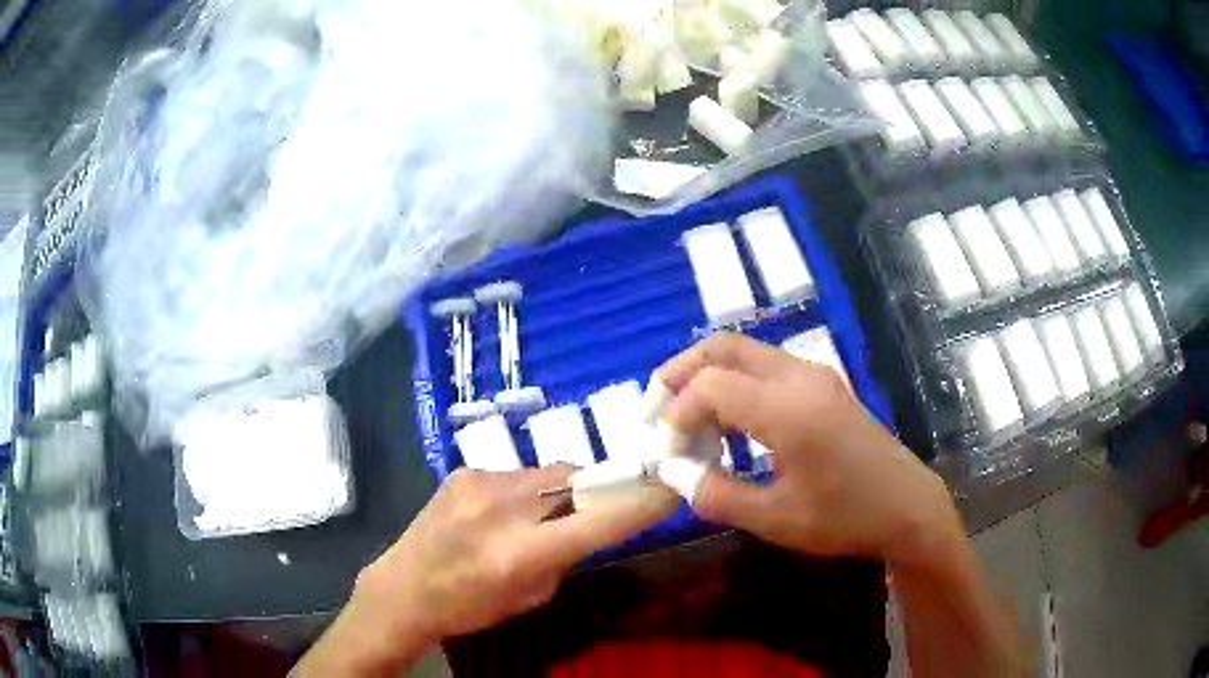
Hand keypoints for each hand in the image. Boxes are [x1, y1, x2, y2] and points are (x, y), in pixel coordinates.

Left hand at [296, 465, 676, 674]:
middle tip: (597, 505)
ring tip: (541, 514)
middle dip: (596, 488)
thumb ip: (565, 555)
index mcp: (523, 551)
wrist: (404, 587)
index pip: (601, 519)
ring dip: (559, 489)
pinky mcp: (463, 471)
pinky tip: (503, 512)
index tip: (672, 486)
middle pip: (576, 478)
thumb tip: (587, 523)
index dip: (642, 501)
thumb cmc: (470, 606)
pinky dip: (525, 489)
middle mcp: (504, 507)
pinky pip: (515, 473)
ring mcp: (480, 482)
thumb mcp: (532, 595)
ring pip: (548, 472)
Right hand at [653, 333, 960, 568]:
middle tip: (656, 411)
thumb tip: (672, 472)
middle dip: (679, 373)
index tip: (669, 455)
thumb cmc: (845, 518)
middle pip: (722, 347)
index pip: (710, 385)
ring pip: (743, 353)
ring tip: (689, 425)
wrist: (907, 507)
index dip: (676, 416)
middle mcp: (799, 377)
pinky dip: (733, 385)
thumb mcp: (775, 519)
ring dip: (707, 379)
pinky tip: (730, 426)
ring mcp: (814, 375)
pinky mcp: (822, 384)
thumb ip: (716, 495)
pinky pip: (764, 368)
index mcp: (788, 409)